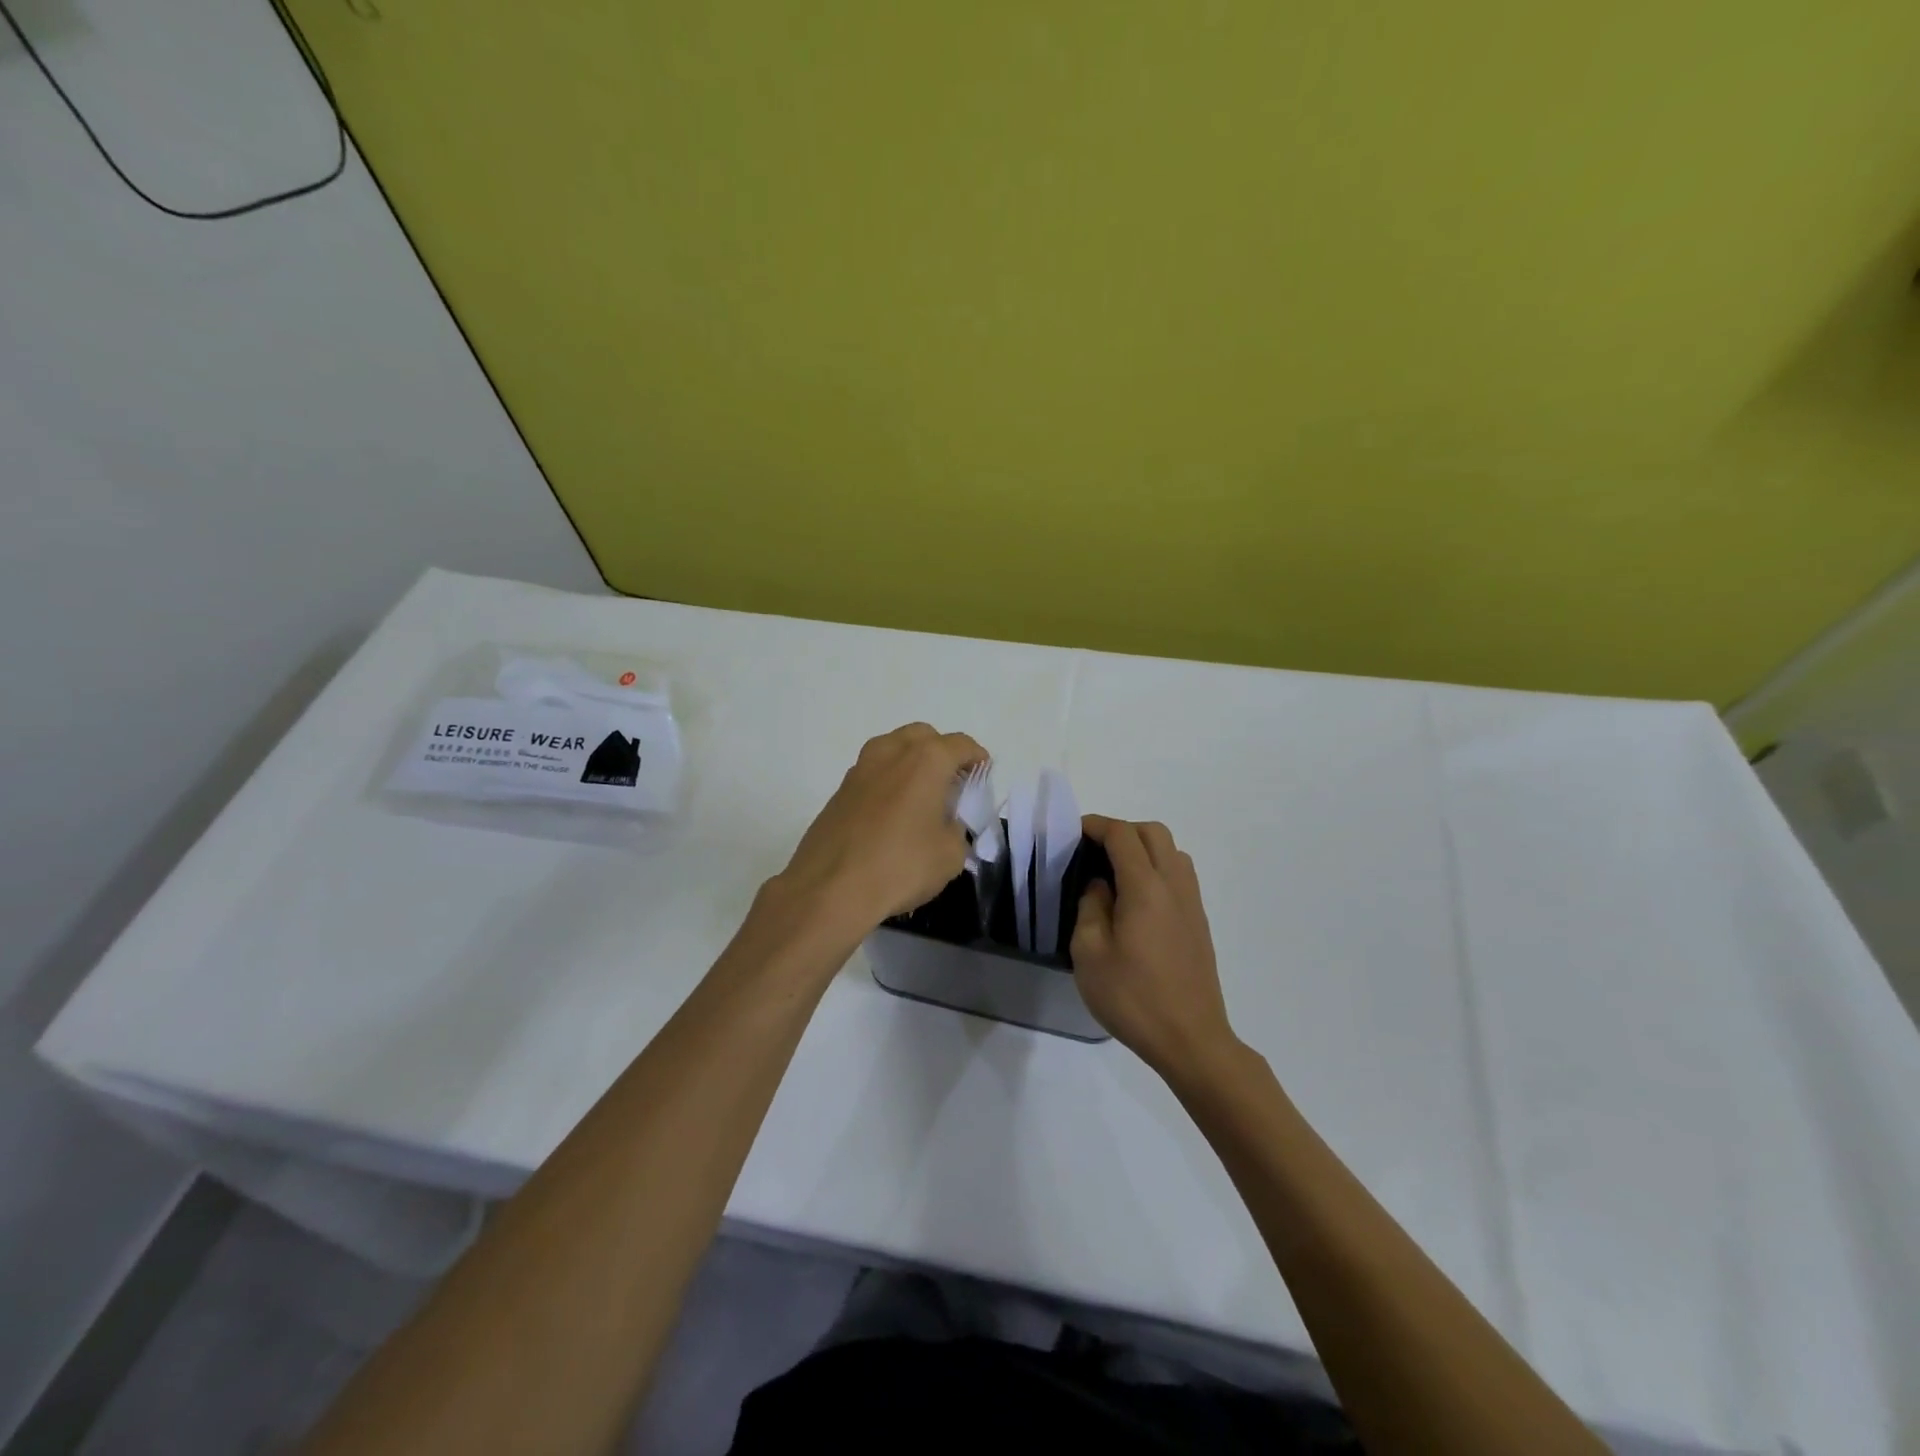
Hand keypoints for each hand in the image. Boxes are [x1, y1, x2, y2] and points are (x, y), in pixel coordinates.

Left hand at [776, 723, 986, 934]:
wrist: (830, 889)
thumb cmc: (900, 866)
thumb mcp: (950, 854)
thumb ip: (957, 829)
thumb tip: (945, 823)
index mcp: (926, 760)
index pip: (960, 745)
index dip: (976, 758)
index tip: (983, 773)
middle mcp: (891, 753)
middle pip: (923, 737)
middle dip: (942, 752)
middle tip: (952, 782)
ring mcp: (860, 769)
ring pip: (893, 750)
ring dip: (911, 763)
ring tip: (922, 796)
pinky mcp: (839, 792)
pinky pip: (873, 774)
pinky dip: (888, 782)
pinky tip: (893, 814)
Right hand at [1071, 816, 1238, 1082]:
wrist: (1190, 1039)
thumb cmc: (1133, 997)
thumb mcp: (1089, 954)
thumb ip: (1090, 907)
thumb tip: (1099, 885)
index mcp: (1145, 887)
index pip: (1122, 835)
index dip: (1096, 825)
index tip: (1073, 833)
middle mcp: (1174, 885)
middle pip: (1152, 833)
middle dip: (1121, 831)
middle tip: (1093, 851)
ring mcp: (1192, 903)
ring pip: (1171, 851)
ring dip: (1143, 848)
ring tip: (1115, 873)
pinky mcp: (1199, 922)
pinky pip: (1180, 874)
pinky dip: (1157, 868)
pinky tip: (1137, 899)